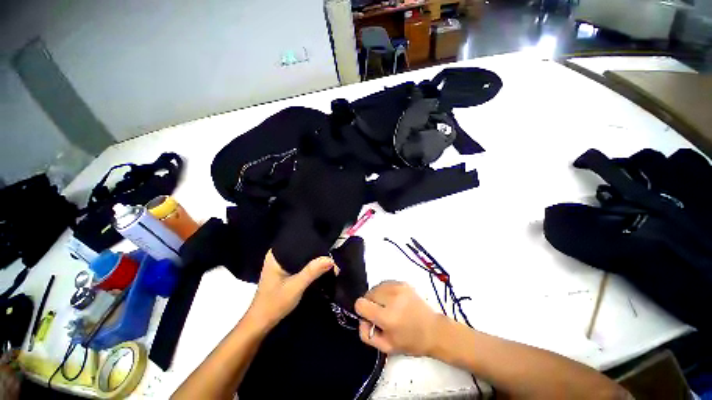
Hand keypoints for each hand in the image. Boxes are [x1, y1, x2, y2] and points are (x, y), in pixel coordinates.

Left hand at [246, 250, 333, 330]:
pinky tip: (319, 269)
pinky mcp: (285, 273)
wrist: (261, 324)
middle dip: (315, 253)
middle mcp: (278, 256)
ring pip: (302, 258)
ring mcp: (281, 265)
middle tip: (330, 257)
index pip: (298, 242)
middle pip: (302, 249)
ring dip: (313, 261)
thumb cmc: (274, 303)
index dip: (314, 243)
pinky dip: (309, 267)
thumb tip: (331, 259)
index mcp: (276, 254)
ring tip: (328, 262)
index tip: (328, 248)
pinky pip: (300, 265)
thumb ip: (312, 271)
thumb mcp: (295, 286)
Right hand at [355, 281, 442, 355]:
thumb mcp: (387, 347)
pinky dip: (385, 291)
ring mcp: (398, 288)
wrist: (434, 330)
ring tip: (388, 306)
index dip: (362, 311)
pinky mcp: (403, 283)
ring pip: (376, 287)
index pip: (361, 304)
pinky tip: (394, 301)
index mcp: (388, 317)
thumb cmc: (411, 341)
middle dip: (370, 303)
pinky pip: (385, 283)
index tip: (370, 317)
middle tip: (381, 314)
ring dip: (378, 296)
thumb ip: (367, 335)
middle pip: (368, 294)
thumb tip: (361, 320)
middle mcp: (392, 298)